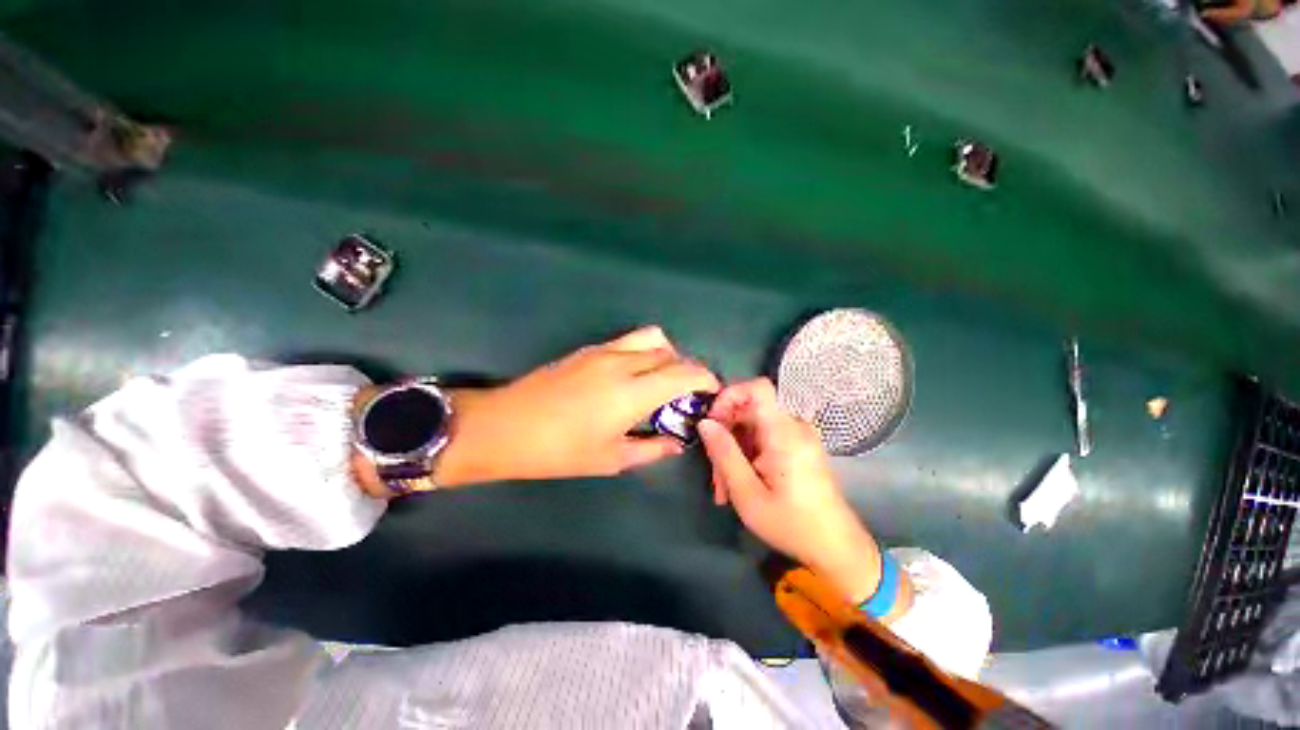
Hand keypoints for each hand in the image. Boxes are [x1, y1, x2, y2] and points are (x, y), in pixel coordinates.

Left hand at [435, 326, 719, 485]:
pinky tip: (632, 376)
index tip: (711, 391)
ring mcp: (603, 351)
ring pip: (651, 338)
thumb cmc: (558, 451)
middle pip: (670, 353)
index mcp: (632, 392)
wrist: (504, 427)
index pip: (684, 372)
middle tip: (686, 393)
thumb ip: (652, 448)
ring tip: (661, 379)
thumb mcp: (611, 458)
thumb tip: (677, 443)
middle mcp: (623, 363)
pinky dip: (643, 351)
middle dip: (687, 369)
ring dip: (666, 354)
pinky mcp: (587, 349)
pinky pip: (628, 340)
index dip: (705, 378)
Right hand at [699, 379, 896, 606]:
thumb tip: (705, 422)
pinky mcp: (798, 447)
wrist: (837, 548)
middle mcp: (794, 426)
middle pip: (750, 410)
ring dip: (734, 450)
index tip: (712, 422)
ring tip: (724, 488)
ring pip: (753, 427)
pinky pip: (765, 437)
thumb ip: (724, 454)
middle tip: (714, 472)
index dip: (730, 396)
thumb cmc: (791, 524)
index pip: (757, 387)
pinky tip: (740, 483)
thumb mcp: (747, 493)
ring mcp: (798, 436)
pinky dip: (748, 454)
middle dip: (726, 435)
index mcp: (784, 432)